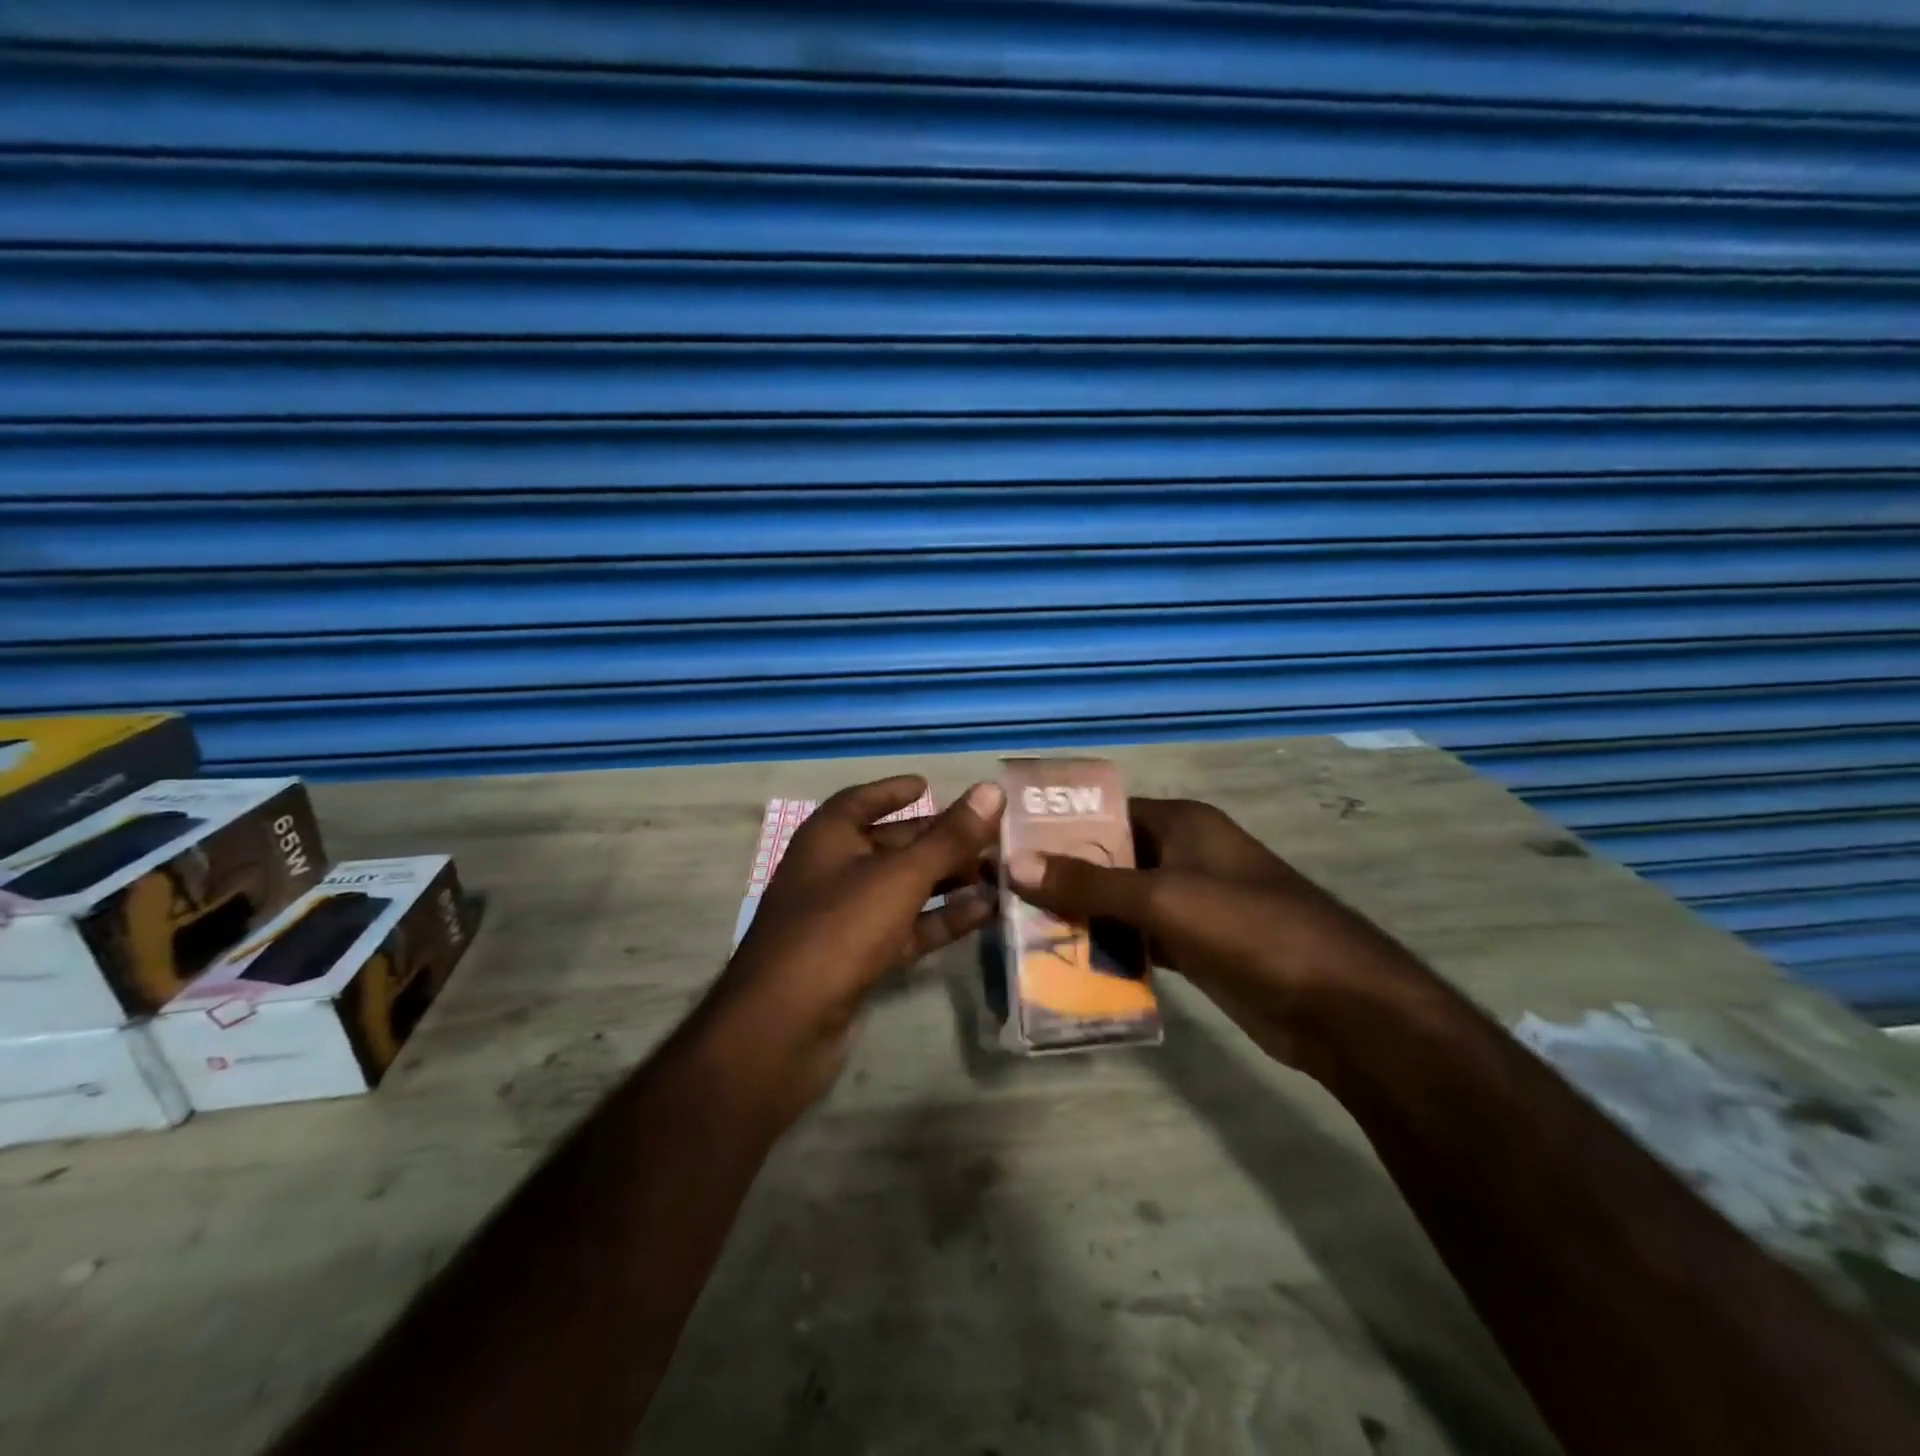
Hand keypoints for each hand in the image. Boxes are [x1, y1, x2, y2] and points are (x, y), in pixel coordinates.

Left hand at [708, 775, 1004, 1118]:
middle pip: (892, 845)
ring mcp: (846, 918)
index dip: (894, 791)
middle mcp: (834, 871)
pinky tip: (985, 912)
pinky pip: (907, 928)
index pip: (863, 800)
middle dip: (939, 840)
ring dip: (948, 880)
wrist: (785, 1027)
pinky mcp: (860, 959)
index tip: (929, 784)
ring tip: (1000, 872)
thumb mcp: (899, 876)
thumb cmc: (839, 929)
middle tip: (991, 834)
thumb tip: (992, 790)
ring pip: (904, 889)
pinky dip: (941, 919)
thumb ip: (949, 837)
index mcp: (828, 837)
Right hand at [1006, 798, 1419, 1064]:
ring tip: (1024, 932)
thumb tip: (1015, 863)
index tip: (1008, 847)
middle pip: (1110, 858)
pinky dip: (1110, 948)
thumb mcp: (1164, 898)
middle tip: (1006, 896)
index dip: (1059, 827)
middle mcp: (1185, 855)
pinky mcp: (1196, 945)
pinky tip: (1069, 964)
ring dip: (1083, 916)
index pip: (1106, 813)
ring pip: (1122, 902)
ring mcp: (1192, 902)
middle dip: (1064, 877)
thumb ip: (1090, 882)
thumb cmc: (1250, 929)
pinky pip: (1140, 938)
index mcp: (1183, 824)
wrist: (1338, 1006)